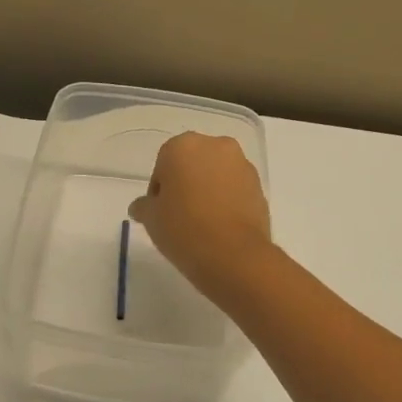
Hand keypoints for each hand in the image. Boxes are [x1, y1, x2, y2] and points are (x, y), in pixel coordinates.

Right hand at [128, 132, 273, 301]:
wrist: (234, 255)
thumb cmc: (183, 229)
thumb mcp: (151, 219)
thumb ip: (144, 206)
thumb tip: (141, 206)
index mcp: (183, 146)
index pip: (163, 164)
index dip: (160, 189)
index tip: (160, 212)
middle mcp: (216, 145)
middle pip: (193, 163)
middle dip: (186, 183)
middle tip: (179, 214)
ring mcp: (242, 165)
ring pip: (217, 174)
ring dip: (208, 190)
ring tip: (202, 223)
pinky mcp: (260, 186)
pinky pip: (235, 189)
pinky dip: (227, 201)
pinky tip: (220, 226)